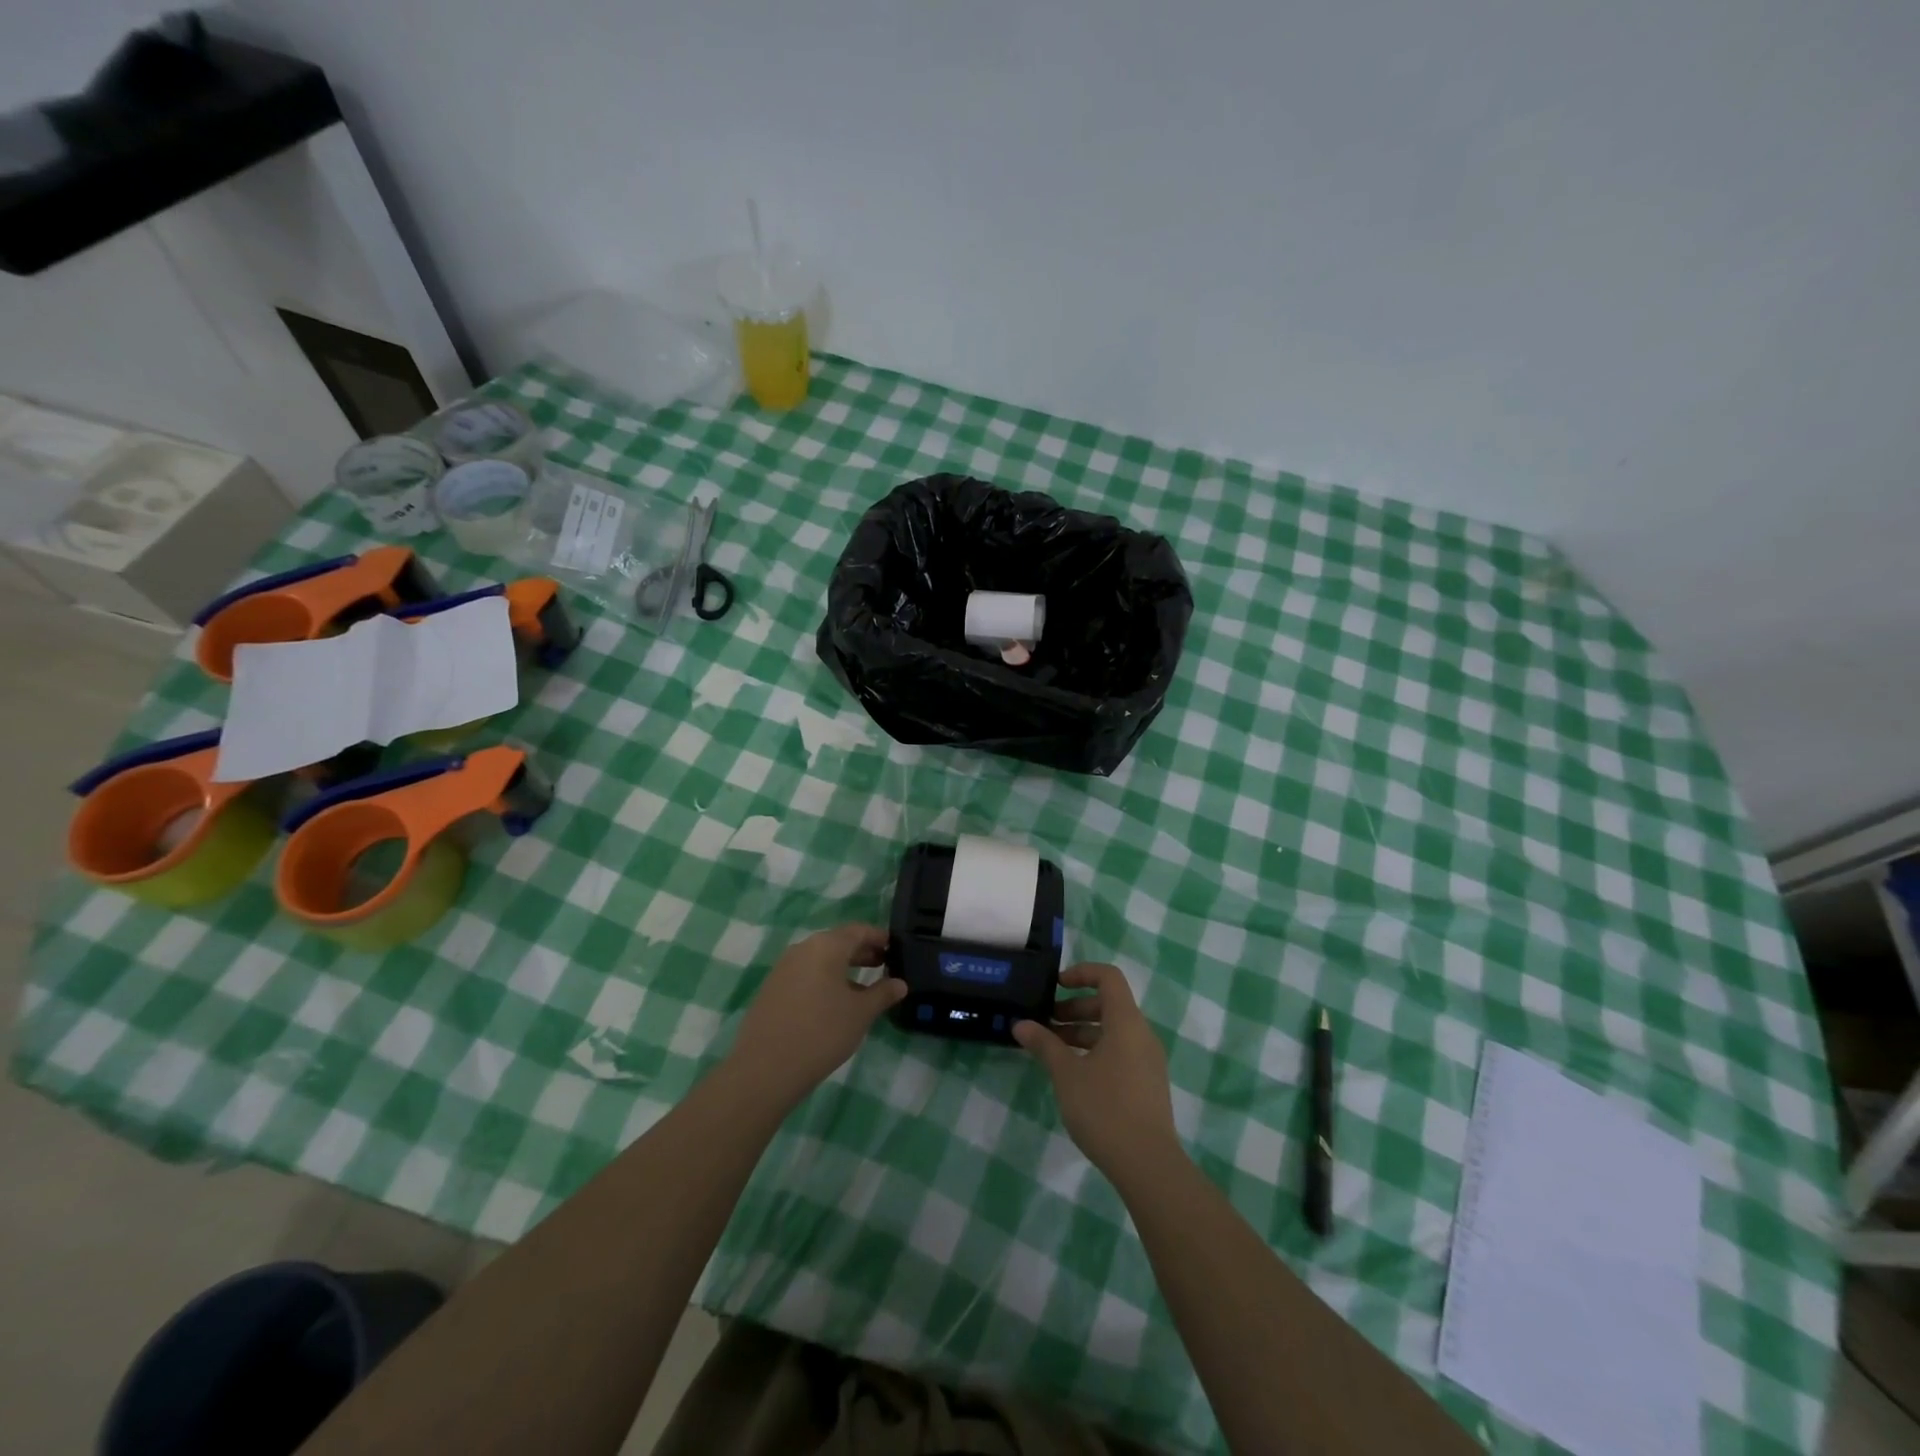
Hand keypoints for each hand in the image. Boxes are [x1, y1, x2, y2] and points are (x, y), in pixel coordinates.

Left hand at [727, 924, 905, 1107]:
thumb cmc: (822, 1032)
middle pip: (838, 942)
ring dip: (843, 968)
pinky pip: (805, 974)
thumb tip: (900, 983)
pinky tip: (833, 1003)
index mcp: (826, 946)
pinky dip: (824, 980)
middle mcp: (803, 948)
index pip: (858, 930)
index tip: (894, 947)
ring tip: (862, 988)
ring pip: (820, 959)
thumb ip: (883, 994)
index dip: (878, 937)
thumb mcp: (861, 1013)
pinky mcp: (772, 988)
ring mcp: (783, 968)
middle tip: (883, 965)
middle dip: (862, 952)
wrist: (764, 1068)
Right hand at [1014, 963, 1179, 1179]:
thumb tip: (1020, 1024)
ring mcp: (1148, 1060)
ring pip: (1113, 1031)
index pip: (1108, 977)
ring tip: (1052, 1050)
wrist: (1148, 1165)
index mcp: (1126, 1022)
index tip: (1055, 986)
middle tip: (1045, 1023)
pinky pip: (1120, 1052)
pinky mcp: (1147, 1084)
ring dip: (1082, 1032)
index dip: (1081, 973)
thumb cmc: (1105, 1109)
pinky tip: (1073, 1074)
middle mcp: (1142, 1034)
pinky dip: (1095, 1051)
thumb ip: (1044, 1044)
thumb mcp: (1067, 1074)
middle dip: (1074, 1008)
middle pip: (1108, 1004)